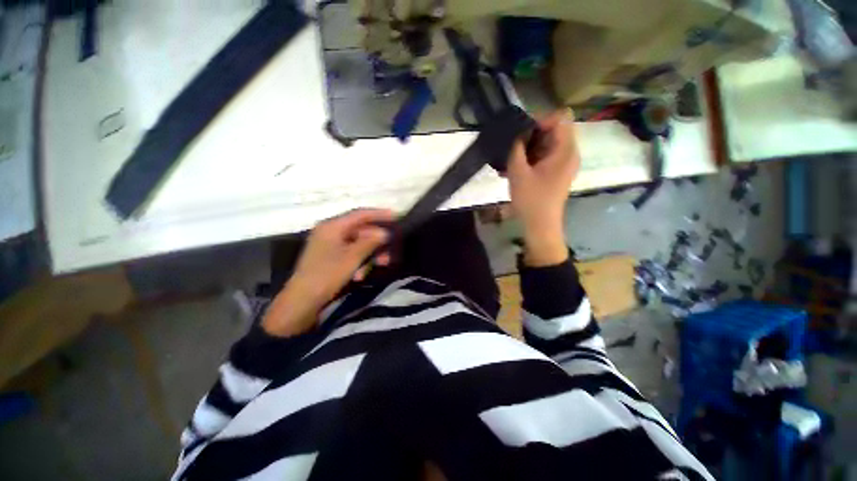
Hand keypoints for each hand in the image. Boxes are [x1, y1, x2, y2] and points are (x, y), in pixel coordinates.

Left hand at [261, 209, 394, 336]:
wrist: (302, 301)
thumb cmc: (327, 275)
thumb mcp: (352, 257)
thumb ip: (370, 242)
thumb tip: (384, 232)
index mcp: (332, 226)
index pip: (360, 214)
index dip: (379, 214)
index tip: (395, 216)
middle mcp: (330, 231)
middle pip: (360, 230)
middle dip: (377, 241)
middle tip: (391, 250)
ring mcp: (329, 244)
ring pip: (357, 243)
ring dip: (370, 253)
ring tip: (381, 264)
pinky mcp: (329, 257)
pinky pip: (350, 253)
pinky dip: (359, 261)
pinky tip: (361, 274)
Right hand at [506, 110, 579, 266]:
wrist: (540, 225)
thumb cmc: (531, 200)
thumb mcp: (518, 172)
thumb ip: (516, 149)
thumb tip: (516, 133)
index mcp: (565, 150)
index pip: (560, 117)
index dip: (540, 120)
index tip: (521, 134)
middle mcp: (570, 153)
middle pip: (554, 130)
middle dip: (531, 136)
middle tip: (513, 149)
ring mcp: (564, 163)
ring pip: (547, 143)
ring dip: (528, 148)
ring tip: (511, 161)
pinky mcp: (557, 172)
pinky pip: (546, 156)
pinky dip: (531, 158)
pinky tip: (516, 169)